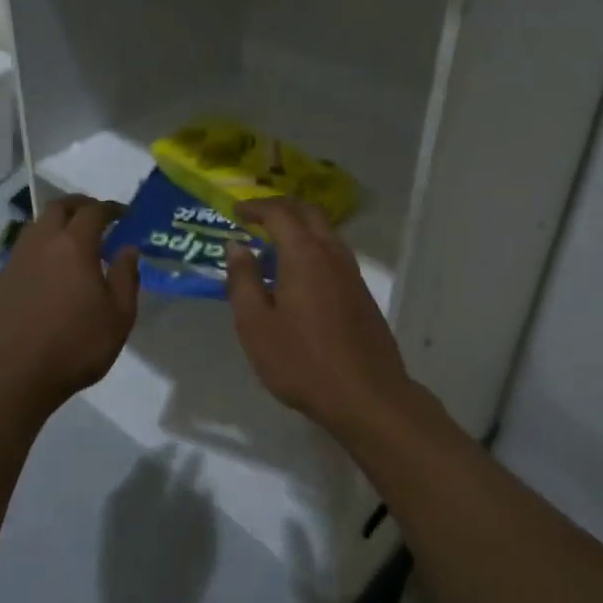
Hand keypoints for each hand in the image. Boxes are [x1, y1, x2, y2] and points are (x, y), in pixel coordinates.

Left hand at [0, 194, 138, 416]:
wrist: (19, 375)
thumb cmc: (79, 345)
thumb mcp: (120, 315)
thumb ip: (126, 276)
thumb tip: (128, 249)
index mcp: (74, 246)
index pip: (94, 212)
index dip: (110, 208)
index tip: (123, 214)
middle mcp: (42, 243)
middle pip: (58, 208)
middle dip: (79, 205)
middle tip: (95, 216)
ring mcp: (17, 261)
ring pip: (36, 226)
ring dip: (56, 224)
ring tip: (71, 240)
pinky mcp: (1, 281)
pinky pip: (23, 252)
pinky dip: (40, 249)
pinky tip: (48, 270)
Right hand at [225, 199, 417, 441]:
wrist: (367, 395)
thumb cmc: (302, 361)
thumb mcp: (256, 325)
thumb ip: (243, 280)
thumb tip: (236, 246)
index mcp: (304, 255)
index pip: (279, 213)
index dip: (255, 207)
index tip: (236, 211)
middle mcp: (332, 254)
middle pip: (309, 213)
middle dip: (281, 207)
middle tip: (256, 216)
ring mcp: (352, 273)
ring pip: (326, 232)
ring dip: (300, 226)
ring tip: (274, 244)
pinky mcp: (362, 294)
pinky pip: (334, 253)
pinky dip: (312, 247)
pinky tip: (298, 275)